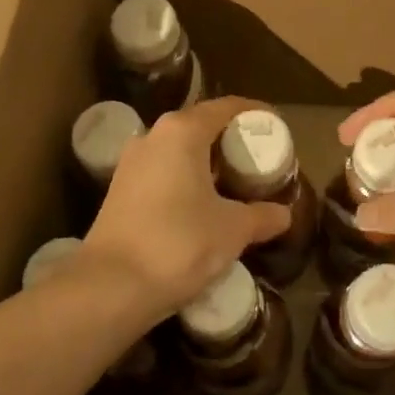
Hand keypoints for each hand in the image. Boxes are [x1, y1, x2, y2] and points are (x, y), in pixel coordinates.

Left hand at [84, 96, 289, 315]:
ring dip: (207, 161)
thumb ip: (262, 216)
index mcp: (182, 131)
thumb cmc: (179, 243)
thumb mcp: (232, 230)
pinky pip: (163, 171)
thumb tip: (284, 214)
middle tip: (259, 159)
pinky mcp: (119, 190)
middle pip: (201, 125)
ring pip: (179, 150)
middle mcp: (153, 136)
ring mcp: (131, 163)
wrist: (109, 287)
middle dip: (231, 139)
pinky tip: (202, 205)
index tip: (277, 127)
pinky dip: (186, 179)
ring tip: (235, 183)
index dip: (255, 113)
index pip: (227, 107)